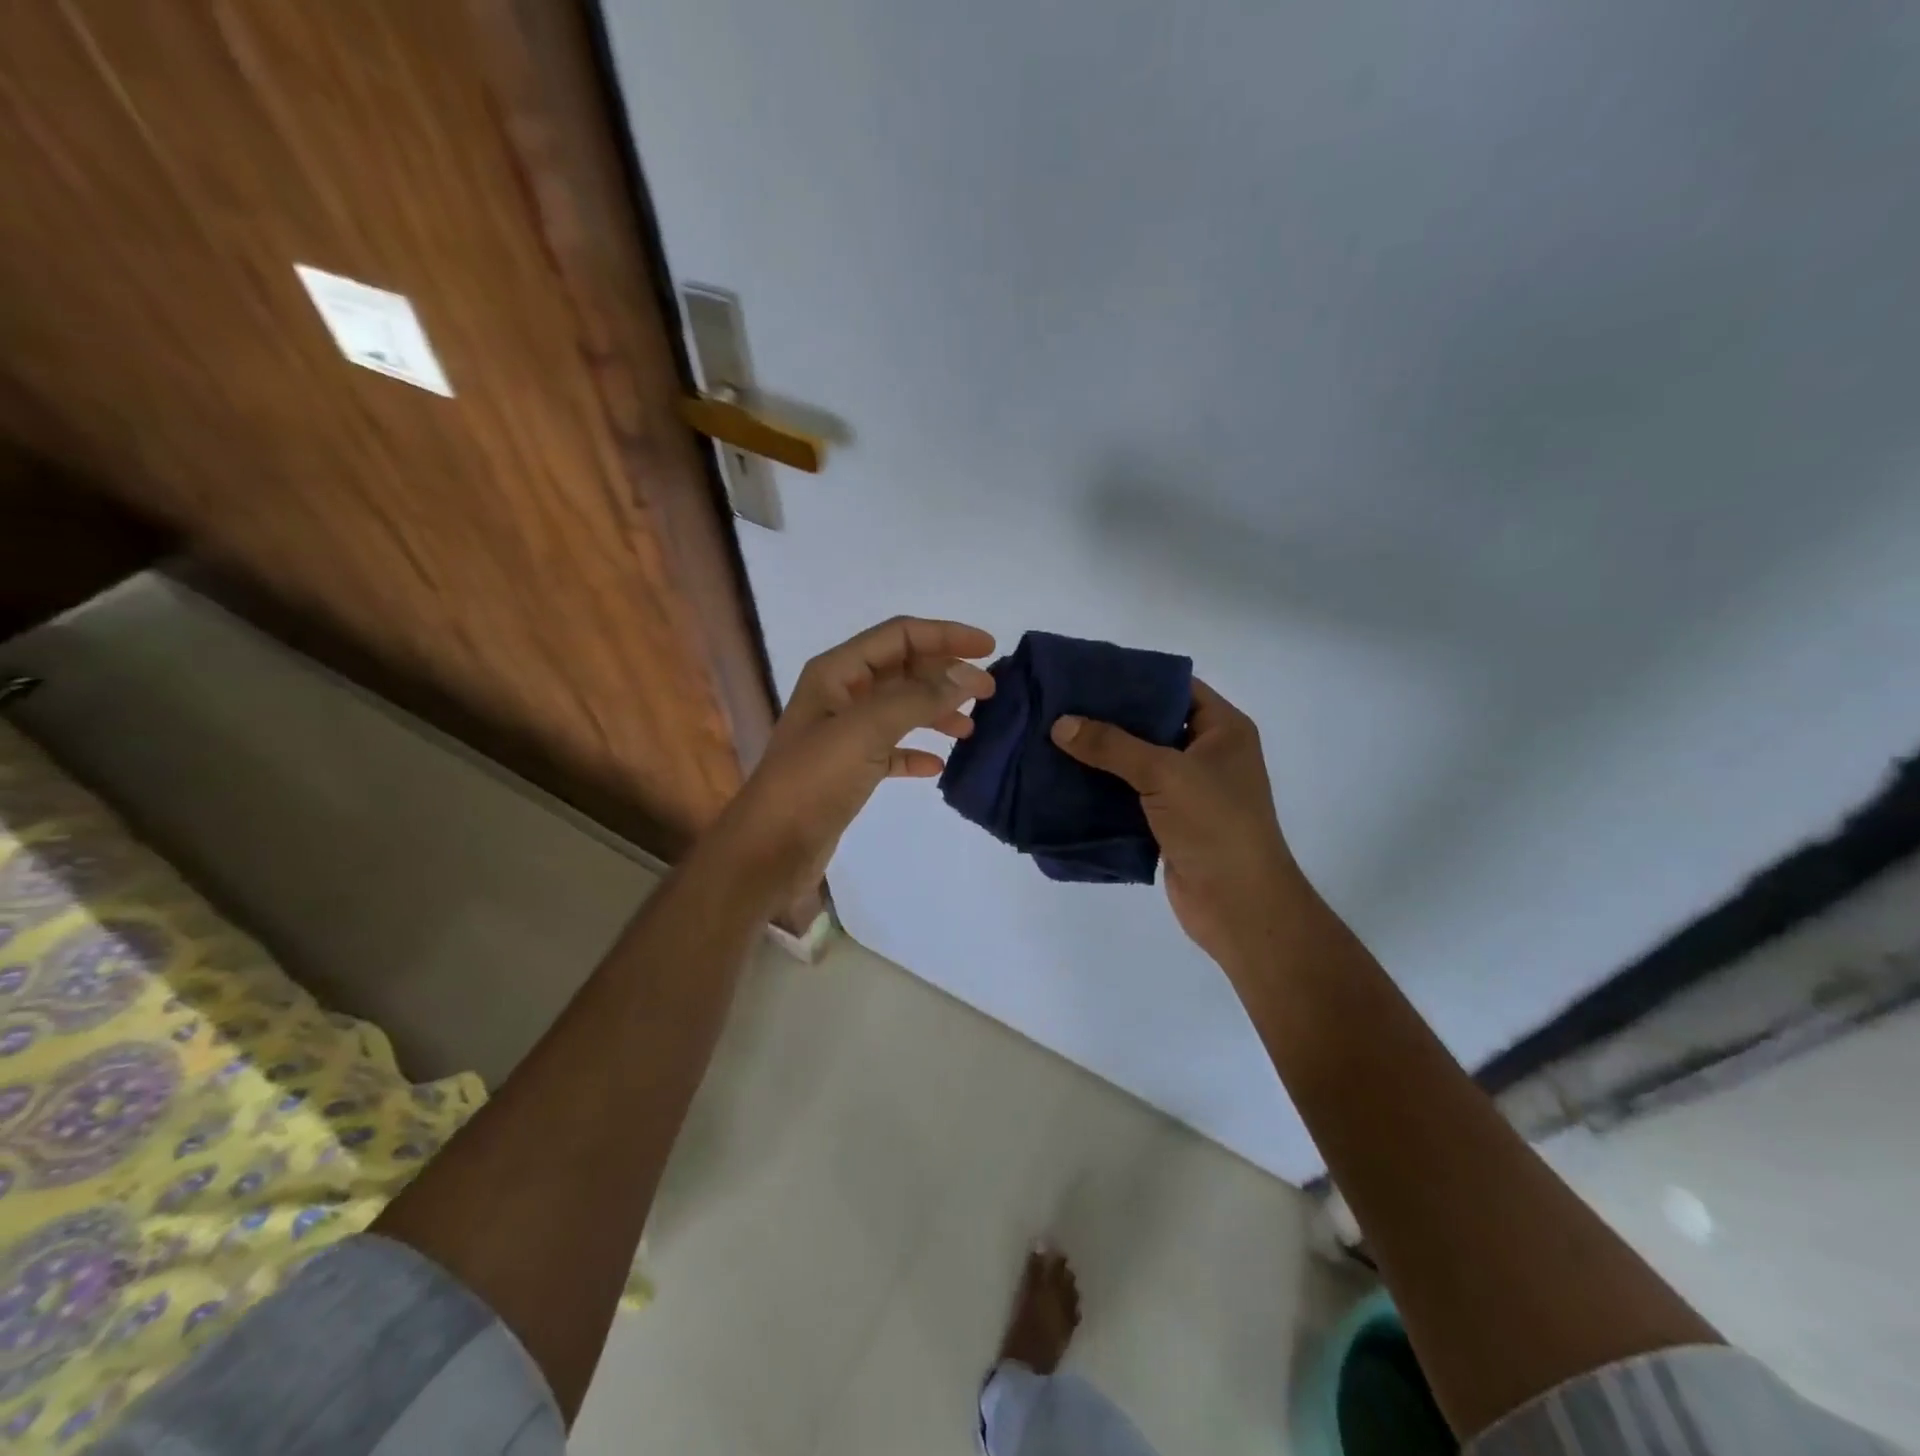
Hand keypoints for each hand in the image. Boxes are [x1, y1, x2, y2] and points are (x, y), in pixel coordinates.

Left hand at [718, 616, 995, 900]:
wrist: (770, 848)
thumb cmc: (813, 781)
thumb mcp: (866, 730)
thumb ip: (918, 698)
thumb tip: (969, 677)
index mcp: (838, 672)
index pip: (901, 635)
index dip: (946, 635)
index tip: (990, 648)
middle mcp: (841, 694)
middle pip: (904, 669)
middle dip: (946, 675)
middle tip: (989, 692)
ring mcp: (844, 733)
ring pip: (901, 709)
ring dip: (936, 712)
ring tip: (970, 729)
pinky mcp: (849, 770)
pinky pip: (891, 749)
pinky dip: (916, 751)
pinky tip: (936, 765)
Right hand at [1050, 680, 1310, 973]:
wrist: (1238, 904)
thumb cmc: (1215, 825)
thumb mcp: (1165, 773)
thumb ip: (1112, 746)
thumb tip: (1060, 724)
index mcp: (1223, 730)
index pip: (1176, 687)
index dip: (1135, 677)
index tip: (1087, 672)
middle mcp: (1207, 753)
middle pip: (1152, 723)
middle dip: (1108, 717)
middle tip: (1060, 705)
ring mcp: (1188, 789)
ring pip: (1137, 761)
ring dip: (1101, 755)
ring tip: (1053, 737)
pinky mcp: (1168, 820)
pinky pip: (1129, 793)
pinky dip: (1102, 788)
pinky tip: (1064, 778)